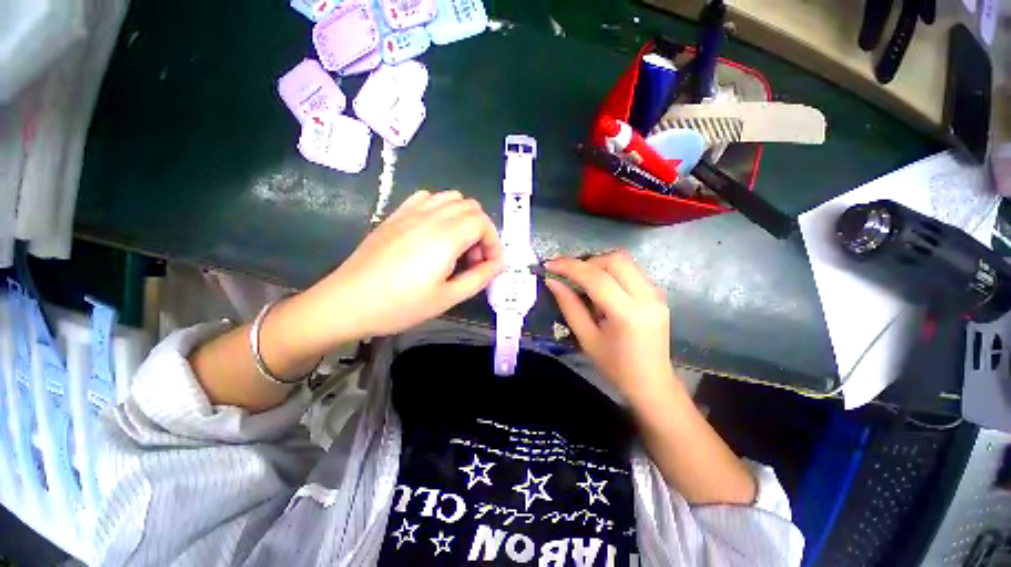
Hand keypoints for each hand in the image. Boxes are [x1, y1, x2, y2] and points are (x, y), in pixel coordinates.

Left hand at [300, 190, 503, 345]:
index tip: (490, 265)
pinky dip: (441, 210)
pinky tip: (435, 233)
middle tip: (473, 259)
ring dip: (463, 219)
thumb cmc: (400, 305)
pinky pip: (427, 198)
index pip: (482, 223)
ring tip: (457, 246)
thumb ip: (479, 277)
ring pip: (450, 198)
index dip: (493, 243)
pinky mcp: (395, 215)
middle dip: (481, 231)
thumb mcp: (447, 298)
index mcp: (445, 237)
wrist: (347, 302)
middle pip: (470, 207)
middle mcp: (430, 216)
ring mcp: (410, 212)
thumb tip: (499, 264)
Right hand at [544, 251, 676, 403]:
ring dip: (599, 264)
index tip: (550, 264)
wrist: (652, 382)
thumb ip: (569, 306)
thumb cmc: (615, 366)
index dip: (570, 267)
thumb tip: (552, 281)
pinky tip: (601, 288)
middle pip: (615, 260)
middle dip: (587, 262)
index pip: (597, 278)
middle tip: (569, 275)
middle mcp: (647, 298)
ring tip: (583, 281)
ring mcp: (657, 294)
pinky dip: (611, 271)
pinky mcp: (658, 294)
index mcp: (628, 314)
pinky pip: (631, 270)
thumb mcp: (586, 338)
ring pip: (625, 261)